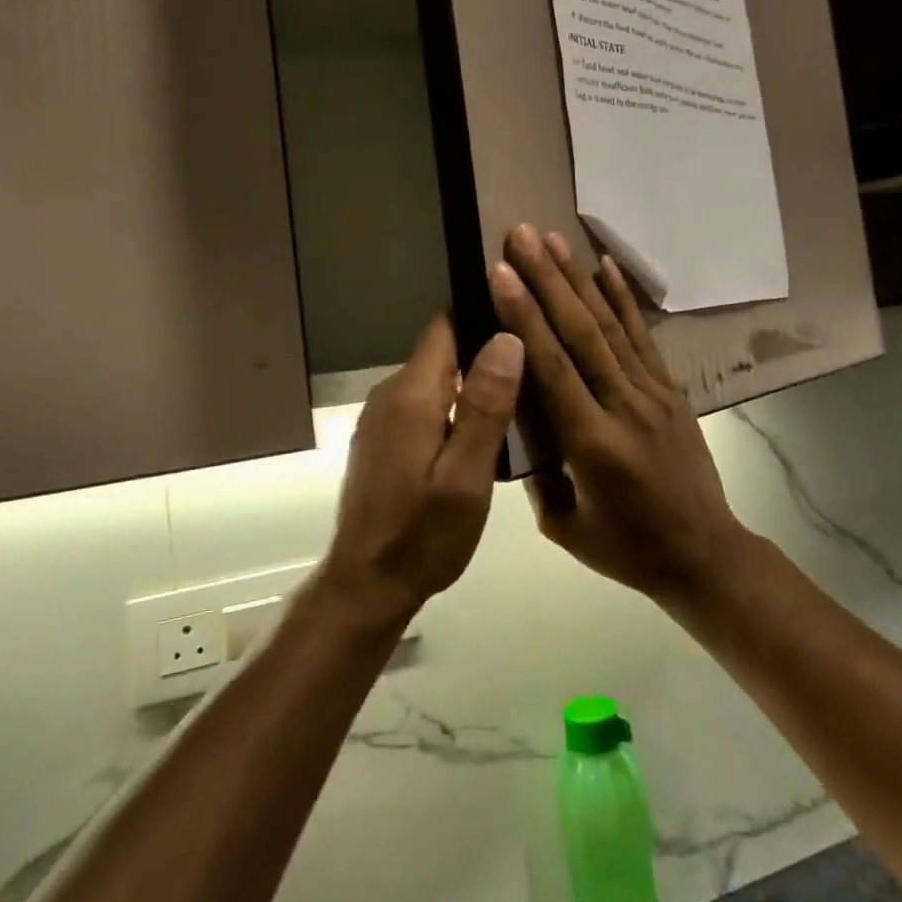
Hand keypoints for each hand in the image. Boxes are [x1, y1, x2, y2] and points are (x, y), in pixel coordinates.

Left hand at [316, 316, 523, 630]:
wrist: (367, 584)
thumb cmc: (423, 535)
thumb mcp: (466, 477)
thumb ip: (485, 406)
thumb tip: (507, 337)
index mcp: (412, 395)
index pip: (445, 327)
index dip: (482, 316)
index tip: (523, 318)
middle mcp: (390, 393)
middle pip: (442, 351)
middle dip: (483, 352)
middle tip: (534, 365)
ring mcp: (381, 417)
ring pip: (434, 379)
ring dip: (470, 383)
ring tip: (517, 395)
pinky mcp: (382, 438)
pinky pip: (422, 404)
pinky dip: (451, 407)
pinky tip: (480, 430)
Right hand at [487, 223, 747, 605]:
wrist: (704, 554)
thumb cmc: (627, 548)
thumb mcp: (564, 527)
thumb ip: (535, 472)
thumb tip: (513, 416)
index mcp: (593, 445)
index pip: (554, 368)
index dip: (526, 317)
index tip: (501, 274)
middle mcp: (625, 407)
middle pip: (582, 333)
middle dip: (547, 280)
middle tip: (520, 235)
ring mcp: (653, 393)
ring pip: (611, 326)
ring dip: (578, 279)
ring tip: (552, 239)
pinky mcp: (670, 388)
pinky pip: (644, 337)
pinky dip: (624, 298)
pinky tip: (606, 265)